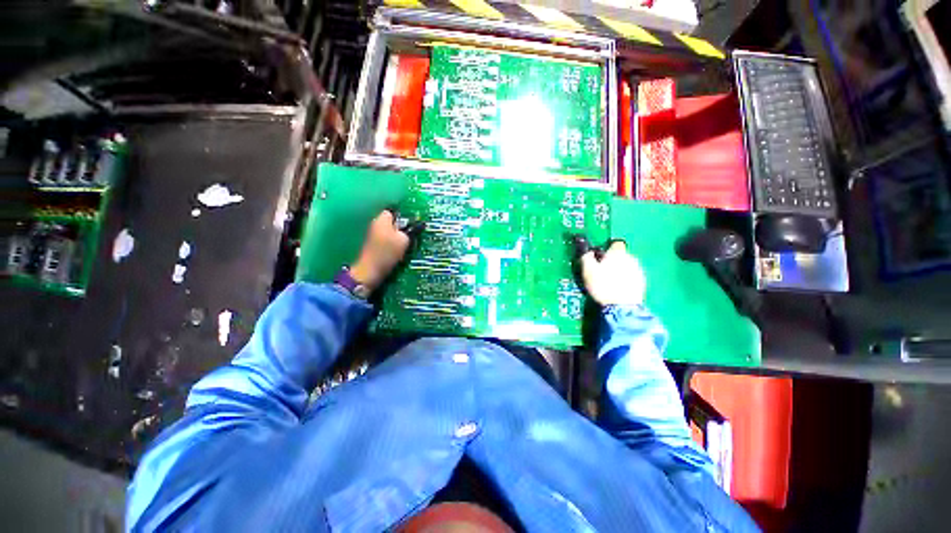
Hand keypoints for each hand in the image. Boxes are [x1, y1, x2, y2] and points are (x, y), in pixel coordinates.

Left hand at [350, 210, 410, 292]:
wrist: (370, 271)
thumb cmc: (387, 252)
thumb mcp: (403, 240)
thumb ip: (411, 230)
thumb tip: (419, 224)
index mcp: (382, 219)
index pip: (393, 210)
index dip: (404, 216)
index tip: (413, 223)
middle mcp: (376, 224)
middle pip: (392, 221)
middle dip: (402, 226)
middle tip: (413, 233)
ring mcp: (373, 235)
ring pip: (390, 231)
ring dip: (398, 236)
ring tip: (408, 243)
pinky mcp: (374, 245)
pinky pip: (387, 239)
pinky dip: (393, 243)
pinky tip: (400, 250)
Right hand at [579, 240, 645, 305]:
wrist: (621, 307)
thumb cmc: (602, 286)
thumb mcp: (588, 270)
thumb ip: (586, 257)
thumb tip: (587, 251)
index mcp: (618, 253)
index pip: (615, 243)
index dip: (607, 249)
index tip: (600, 257)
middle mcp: (631, 258)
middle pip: (621, 255)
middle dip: (613, 261)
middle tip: (601, 271)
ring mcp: (638, 271)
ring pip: (627, 266)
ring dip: (619, 270)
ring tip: (609, 282)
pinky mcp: (642, 283)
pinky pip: (631, 277)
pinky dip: (625, 280)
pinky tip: (617, 288)